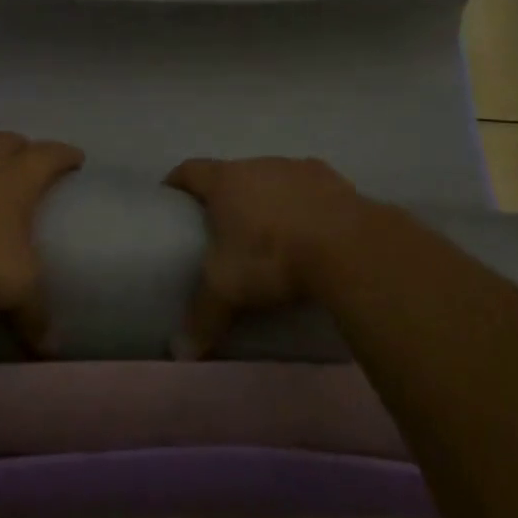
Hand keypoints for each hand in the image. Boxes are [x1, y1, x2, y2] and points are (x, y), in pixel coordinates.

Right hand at [164, 156, 369, 356]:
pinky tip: (314, 232)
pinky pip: (312, 190)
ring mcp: (299, 168)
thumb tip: (179, 352)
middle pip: (234, 173)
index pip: (190, 170)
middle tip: (225, 226)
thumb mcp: (229, 290)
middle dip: (228, 195)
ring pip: (275, 179)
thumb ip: (203, 316)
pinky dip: (307, 206)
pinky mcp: (335, 181)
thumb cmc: (272, 257)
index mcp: (226, 181)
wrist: (347, 246)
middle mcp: (259, 164)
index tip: (171, 196)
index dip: (177, 181)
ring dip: (270, 198)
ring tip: (273, 232)